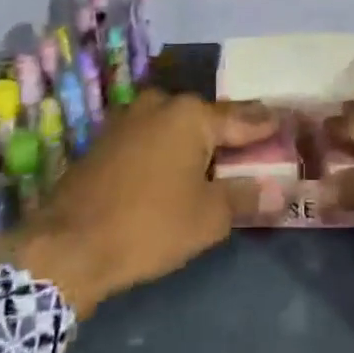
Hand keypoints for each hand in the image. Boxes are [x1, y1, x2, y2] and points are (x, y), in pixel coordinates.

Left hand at [0, 91, 277, 315]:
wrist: (67, 246)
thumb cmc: (148, 226)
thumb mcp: (208, 217)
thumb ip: (246, 196)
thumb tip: (282, 189)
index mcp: (190, 116)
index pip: (242, 119)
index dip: (266, 125)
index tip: (286, 122)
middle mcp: (159, 106)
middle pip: (206, 117)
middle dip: (229, 130)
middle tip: (254, 143)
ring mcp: (127, 120)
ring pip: (175, 125)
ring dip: (196, 139)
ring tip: (216, 157)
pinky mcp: (105, 140)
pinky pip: (150, 137)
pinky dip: (168, 148)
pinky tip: (174, 167)